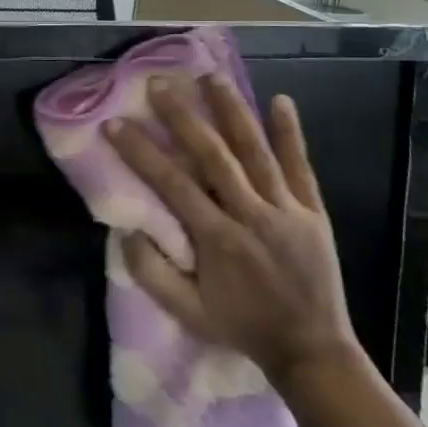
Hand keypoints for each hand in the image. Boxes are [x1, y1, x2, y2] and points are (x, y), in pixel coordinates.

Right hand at [106, 75, 359, 390]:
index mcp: (218, 239)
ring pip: (256, 151)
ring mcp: (286, 209)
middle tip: (160, 83)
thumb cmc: (242, 327)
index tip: (115, 123)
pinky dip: (290, 133)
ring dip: (232, 110)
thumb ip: (153, 273)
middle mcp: (252, 215)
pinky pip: (300, 166)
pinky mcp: (313, 211)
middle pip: (214, 156)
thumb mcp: (187, 312)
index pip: (172, 185)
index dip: (141, 152)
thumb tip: (125, 230)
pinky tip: (281, 100)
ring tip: (211, 76)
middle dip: (183, 117)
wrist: (312, 350)